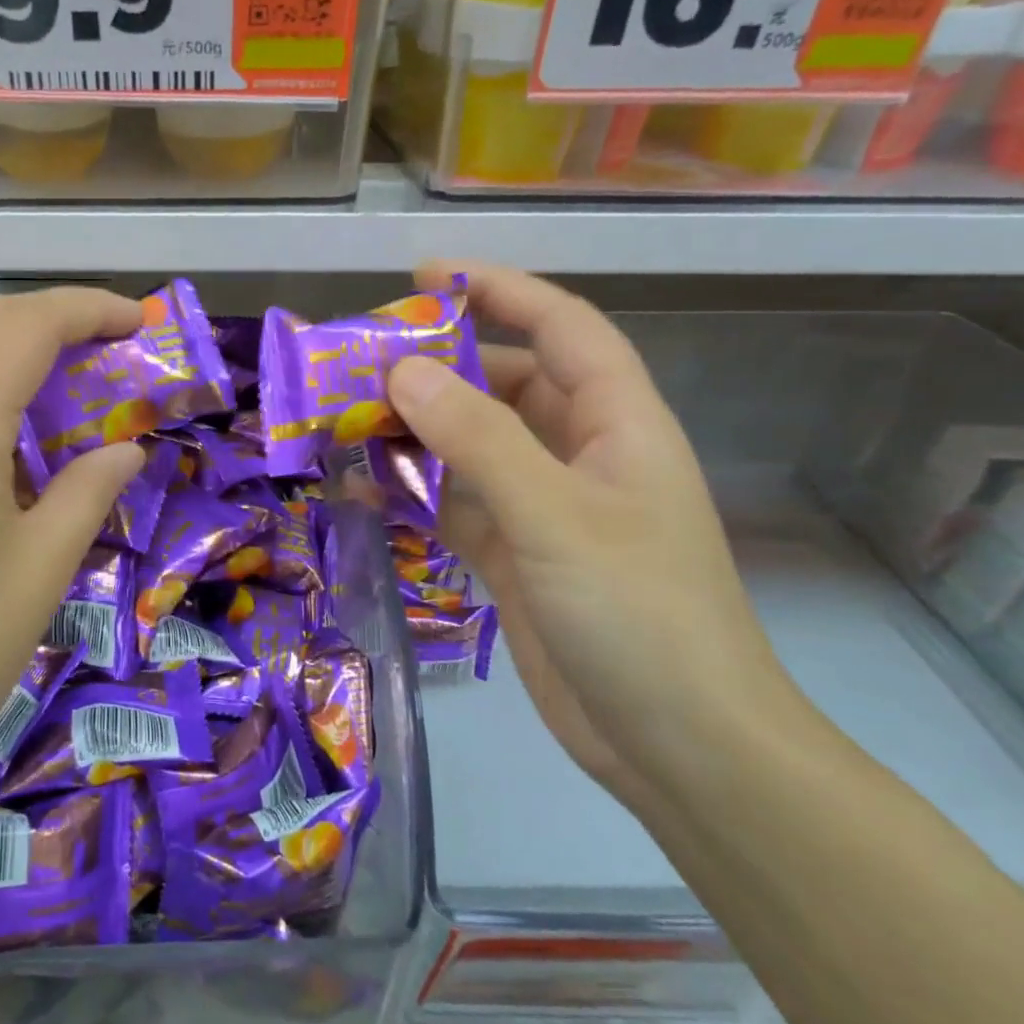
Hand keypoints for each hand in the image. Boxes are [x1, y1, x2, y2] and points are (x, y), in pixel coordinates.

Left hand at [0, 289, 146, 842]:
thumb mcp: (44, 569)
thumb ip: (90, 490)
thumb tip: (127, 448)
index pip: (23, 327)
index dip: (86, 309)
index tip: (137, 320)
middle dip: (39, 309)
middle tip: (96, 344)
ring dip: (0, 335)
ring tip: (58, 373)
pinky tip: (6, 425)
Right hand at [387, 262, 806, 811]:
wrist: (678, 748)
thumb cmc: (638, 615)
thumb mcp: (554, 515)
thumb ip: (478, 438)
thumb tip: (402, 370)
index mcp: (615, 424)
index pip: (560, 327)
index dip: (500, 289)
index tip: (425, 275)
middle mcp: (580, 455)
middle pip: (503, 384)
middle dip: (436, 367)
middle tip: (359, 363)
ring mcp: (545, 508)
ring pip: (471, 445)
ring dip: (415, 432)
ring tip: (345, 422)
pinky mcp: (515, 555)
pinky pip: (455, 503)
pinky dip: (412, 492)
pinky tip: (364, 490)